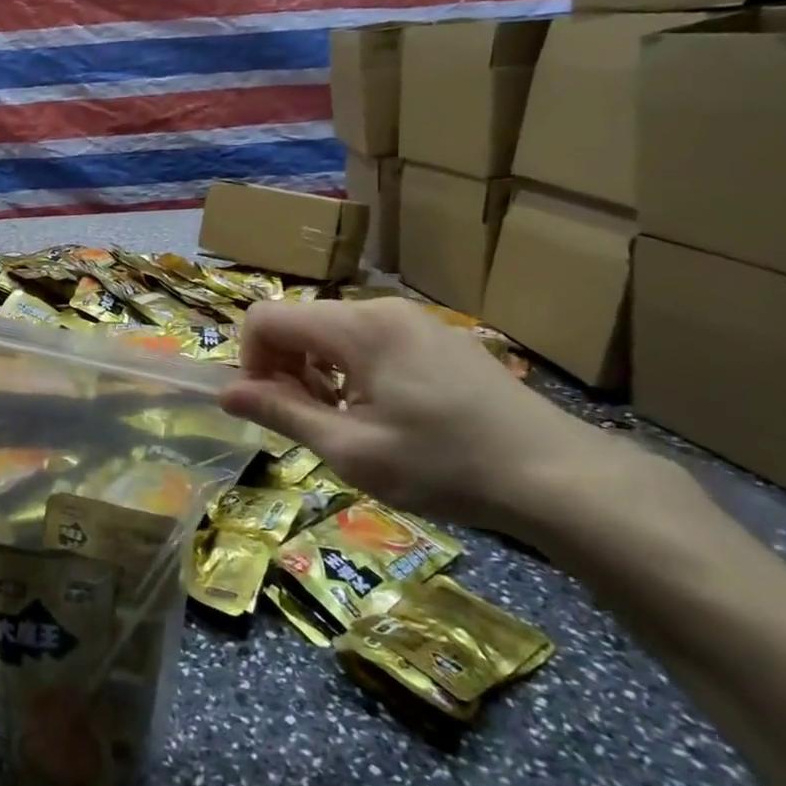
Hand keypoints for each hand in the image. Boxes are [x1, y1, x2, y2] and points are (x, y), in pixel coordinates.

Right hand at [220, 297, 628, 539]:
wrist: (558, 476)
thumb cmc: (444, 465)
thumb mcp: (351, 449)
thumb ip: (281, 414)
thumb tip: (226, 394)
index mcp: (356, 327)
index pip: (266, 318)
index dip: (251, 362)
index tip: (271, 408)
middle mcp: (381, 309)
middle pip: (301, 323)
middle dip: (287, 370)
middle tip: (313, 425)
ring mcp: (416, 321)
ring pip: (335, 334)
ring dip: (321, 375)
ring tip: (352, 426)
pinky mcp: (440, 339)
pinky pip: (373, 343)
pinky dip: (356, 373)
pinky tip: (391, 417)